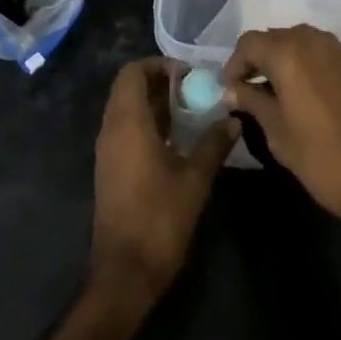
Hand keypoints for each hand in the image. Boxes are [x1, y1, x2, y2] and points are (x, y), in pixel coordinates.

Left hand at [91, 57, 237, 303]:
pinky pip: (124, 129)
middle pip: (127, 87)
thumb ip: (213, 144)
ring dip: (152, 102)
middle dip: (158, 81)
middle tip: (191, 90)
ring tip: (188, 112)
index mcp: (128, 123)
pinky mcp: (109, 169)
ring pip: (125, 109)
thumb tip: (233, 119)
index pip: (133, 72)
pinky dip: (145, 123)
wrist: (124, 274)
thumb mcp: (195, 180)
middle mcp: (111, 129)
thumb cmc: (159, 220)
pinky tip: (173, 140)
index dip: (158, 64)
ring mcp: (107, 150)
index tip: (188, 74)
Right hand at [223, 25, 340, 242]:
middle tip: (248, 90)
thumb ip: (252, 102)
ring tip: (274, 93)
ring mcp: (339, 50)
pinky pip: (320, 53)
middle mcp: (313, 40)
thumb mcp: (277, 133)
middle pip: (274, 38)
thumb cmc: (322, 159)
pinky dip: (306, 66)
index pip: (249, 43)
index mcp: (288, 53)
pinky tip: (304, 94)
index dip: (234, 64)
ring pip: (299, 43)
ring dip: (282, 61)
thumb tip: (232, 91)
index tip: (229, 89)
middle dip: (258, 60)